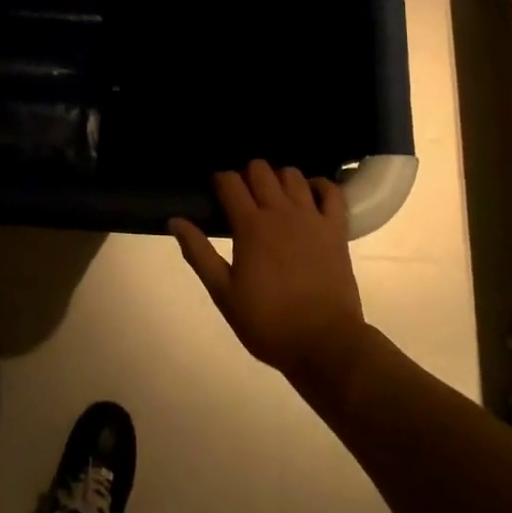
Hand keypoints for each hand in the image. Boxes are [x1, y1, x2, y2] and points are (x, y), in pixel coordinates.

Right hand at [170, 161, 367, 392]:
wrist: (324, 343)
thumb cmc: (268, 322)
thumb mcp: (224, 293)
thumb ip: (199, 253)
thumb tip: (175, 221)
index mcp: (250, 226)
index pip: (229, 182)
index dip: (219, 180)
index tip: (215, 192)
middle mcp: (281, 212)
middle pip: (260, 169)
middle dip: (247, 174)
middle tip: (243, 197)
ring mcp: (312, 218)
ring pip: (292, 174)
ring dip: (278, 178)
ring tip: (273, 197)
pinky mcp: (336, 229)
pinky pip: (331, 191)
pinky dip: (319, 186)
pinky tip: (309, 196)